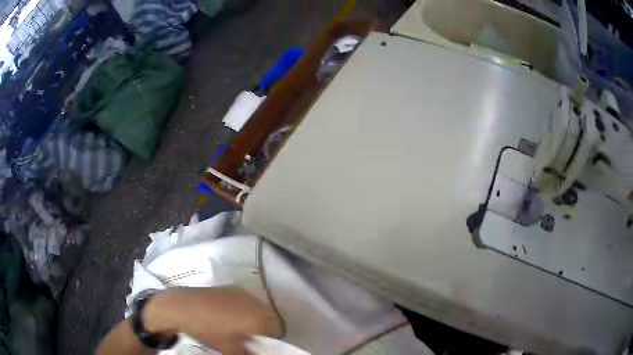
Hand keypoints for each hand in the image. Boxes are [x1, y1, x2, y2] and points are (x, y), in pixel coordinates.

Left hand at [144, 287, 281, 353]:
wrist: (183, 307)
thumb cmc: (208, 330)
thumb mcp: (230, 349)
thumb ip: (247, 353)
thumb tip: (253, 352)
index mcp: (258, 318)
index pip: (277, 329)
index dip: (271, 339)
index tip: (261, 344)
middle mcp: (255, 302)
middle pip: (269, 316)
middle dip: (264, 327)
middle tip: (252, 336)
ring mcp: (242, 292)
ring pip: (258, 306)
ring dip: (254, 316)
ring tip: (240, 326)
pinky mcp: (231, 287)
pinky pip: (246, 300)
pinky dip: (244, 308)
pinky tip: (229, 314)